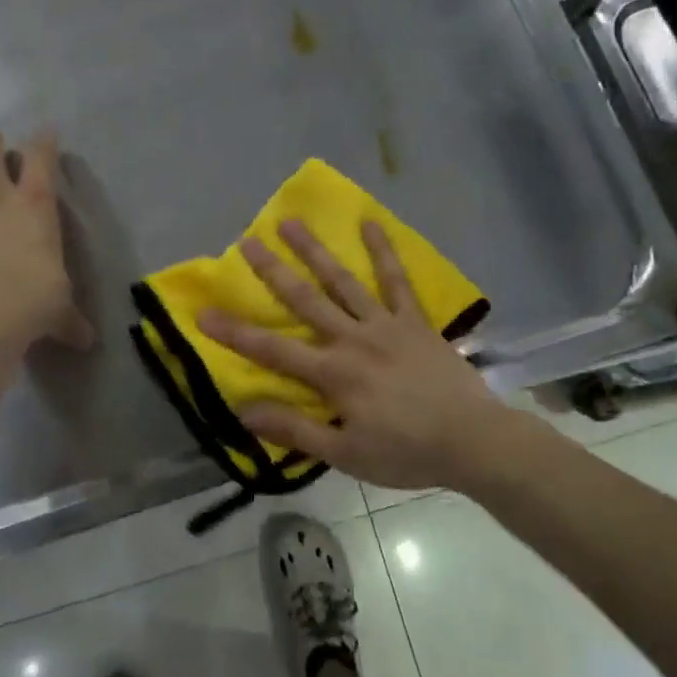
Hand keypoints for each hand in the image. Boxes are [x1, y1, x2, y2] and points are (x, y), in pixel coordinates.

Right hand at [195, 220, 503, 491]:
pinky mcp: (415, 320)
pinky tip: (370, 223)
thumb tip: (245, 411)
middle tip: (247, 241)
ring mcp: (386, 324)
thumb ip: (295, 429)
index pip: (273, 350)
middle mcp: (353, 338)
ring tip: (292, 223)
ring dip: (315, 251)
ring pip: (343, 281)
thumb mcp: (345, 454)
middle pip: (305, 300)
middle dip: (272, 271)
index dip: (235, 332)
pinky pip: (397, 280)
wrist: (473, 441)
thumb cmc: (406, 452)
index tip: (203, 311)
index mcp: (333, 373)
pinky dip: (384, 251)